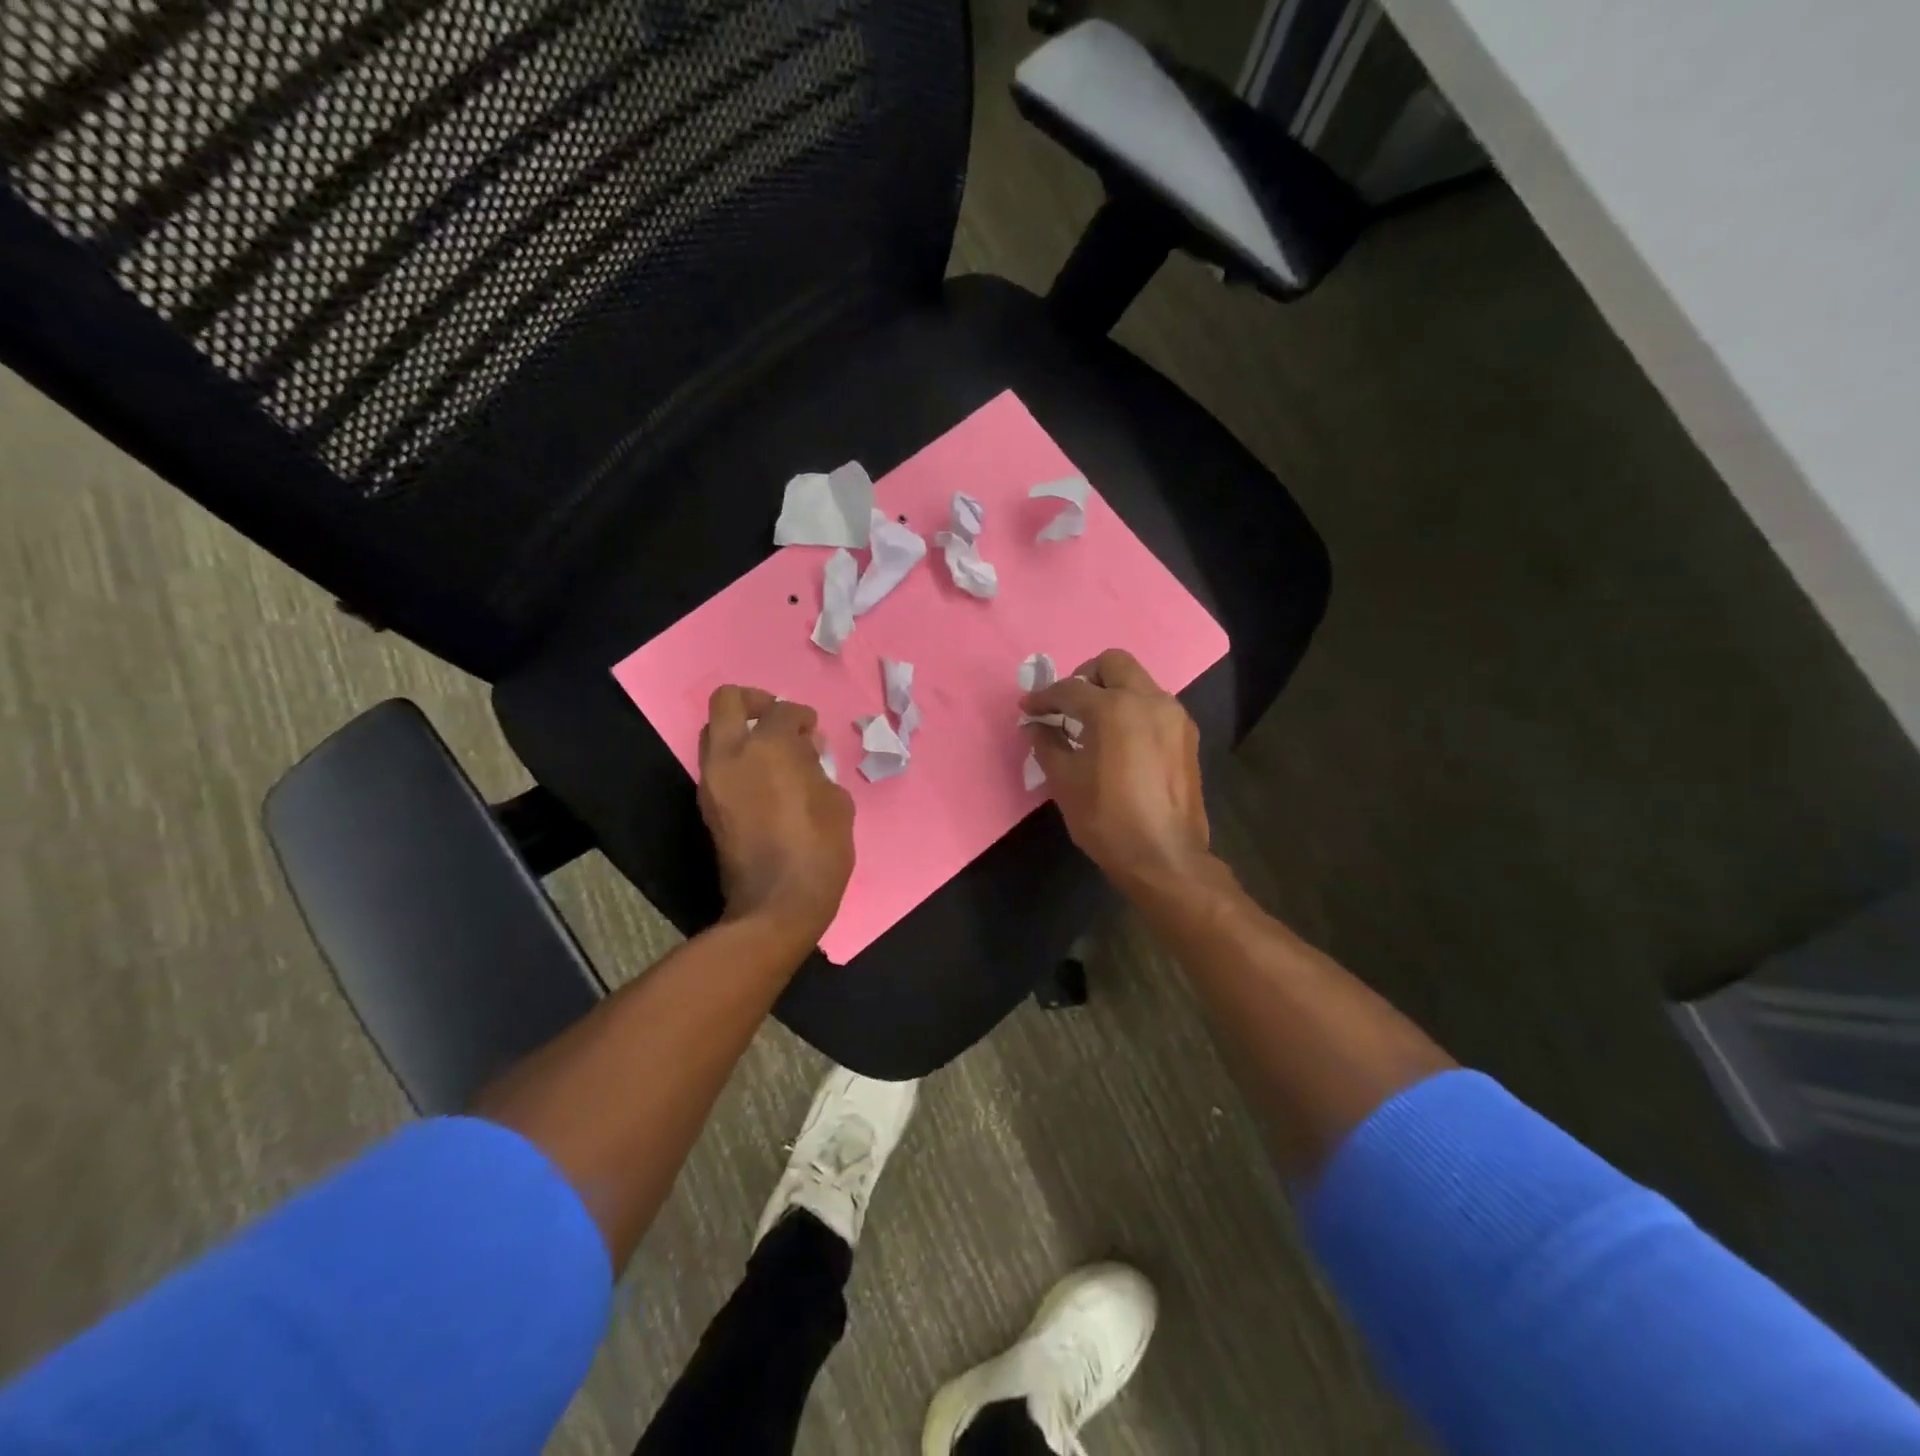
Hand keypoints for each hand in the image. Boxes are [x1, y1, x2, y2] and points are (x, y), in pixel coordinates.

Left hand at [698, 686, 854, 944]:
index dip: (802, 715)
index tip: (813, 731)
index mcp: (769, 748)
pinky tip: (764, 781)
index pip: (781, 710)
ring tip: (772, 754)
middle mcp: (731, 756)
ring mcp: (712, 782)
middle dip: (754, 700)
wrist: (776, 905)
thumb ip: (817, 767)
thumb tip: (805, 753)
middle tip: (777, 718)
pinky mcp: (707, 806)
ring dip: (741, 732)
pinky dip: (737, 760)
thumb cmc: (819, 850)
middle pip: (726, 701)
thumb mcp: (836, 802)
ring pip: (714, 733)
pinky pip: (717, 765)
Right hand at [1021, 649, 1211, 892]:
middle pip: (1113, 663)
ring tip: (1091, 725)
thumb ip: (1047, 744)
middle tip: (1066, 705)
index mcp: (1115, 709)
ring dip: (1111, 692)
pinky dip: (1132, 710)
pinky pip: (1154, 706)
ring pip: (1138, 682)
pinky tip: (1119, 742)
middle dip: (1084, 677)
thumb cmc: (1107, 820)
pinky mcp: (1187, 736)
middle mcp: (1150, 700)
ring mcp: (1174, 716)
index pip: (1070, 689)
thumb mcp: (1065, 782)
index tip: (1028, 708)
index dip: (1043, 697)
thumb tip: (1034, 725)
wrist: (1165, 858)